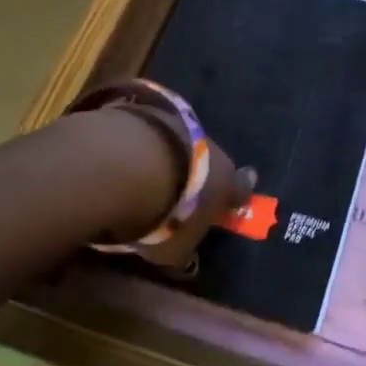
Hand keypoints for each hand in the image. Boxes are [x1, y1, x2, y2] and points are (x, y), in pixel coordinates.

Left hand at [107, 103, 253, 273]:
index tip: (235, 202)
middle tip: (183, 191)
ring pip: (181, 143)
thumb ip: (182, 250)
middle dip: (200, 175)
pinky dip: (143, 143)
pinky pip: (151, 132)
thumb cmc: (162, 215)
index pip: (240, 189)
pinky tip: (124, 157)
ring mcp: (179, 124)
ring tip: (146, 174)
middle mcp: (210, 148)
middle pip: (210, 162)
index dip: (237, 197)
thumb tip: (182, 256)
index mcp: (226, 181)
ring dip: (170, 156)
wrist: (125, 162)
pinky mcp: (148, 109)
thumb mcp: (173, 249)